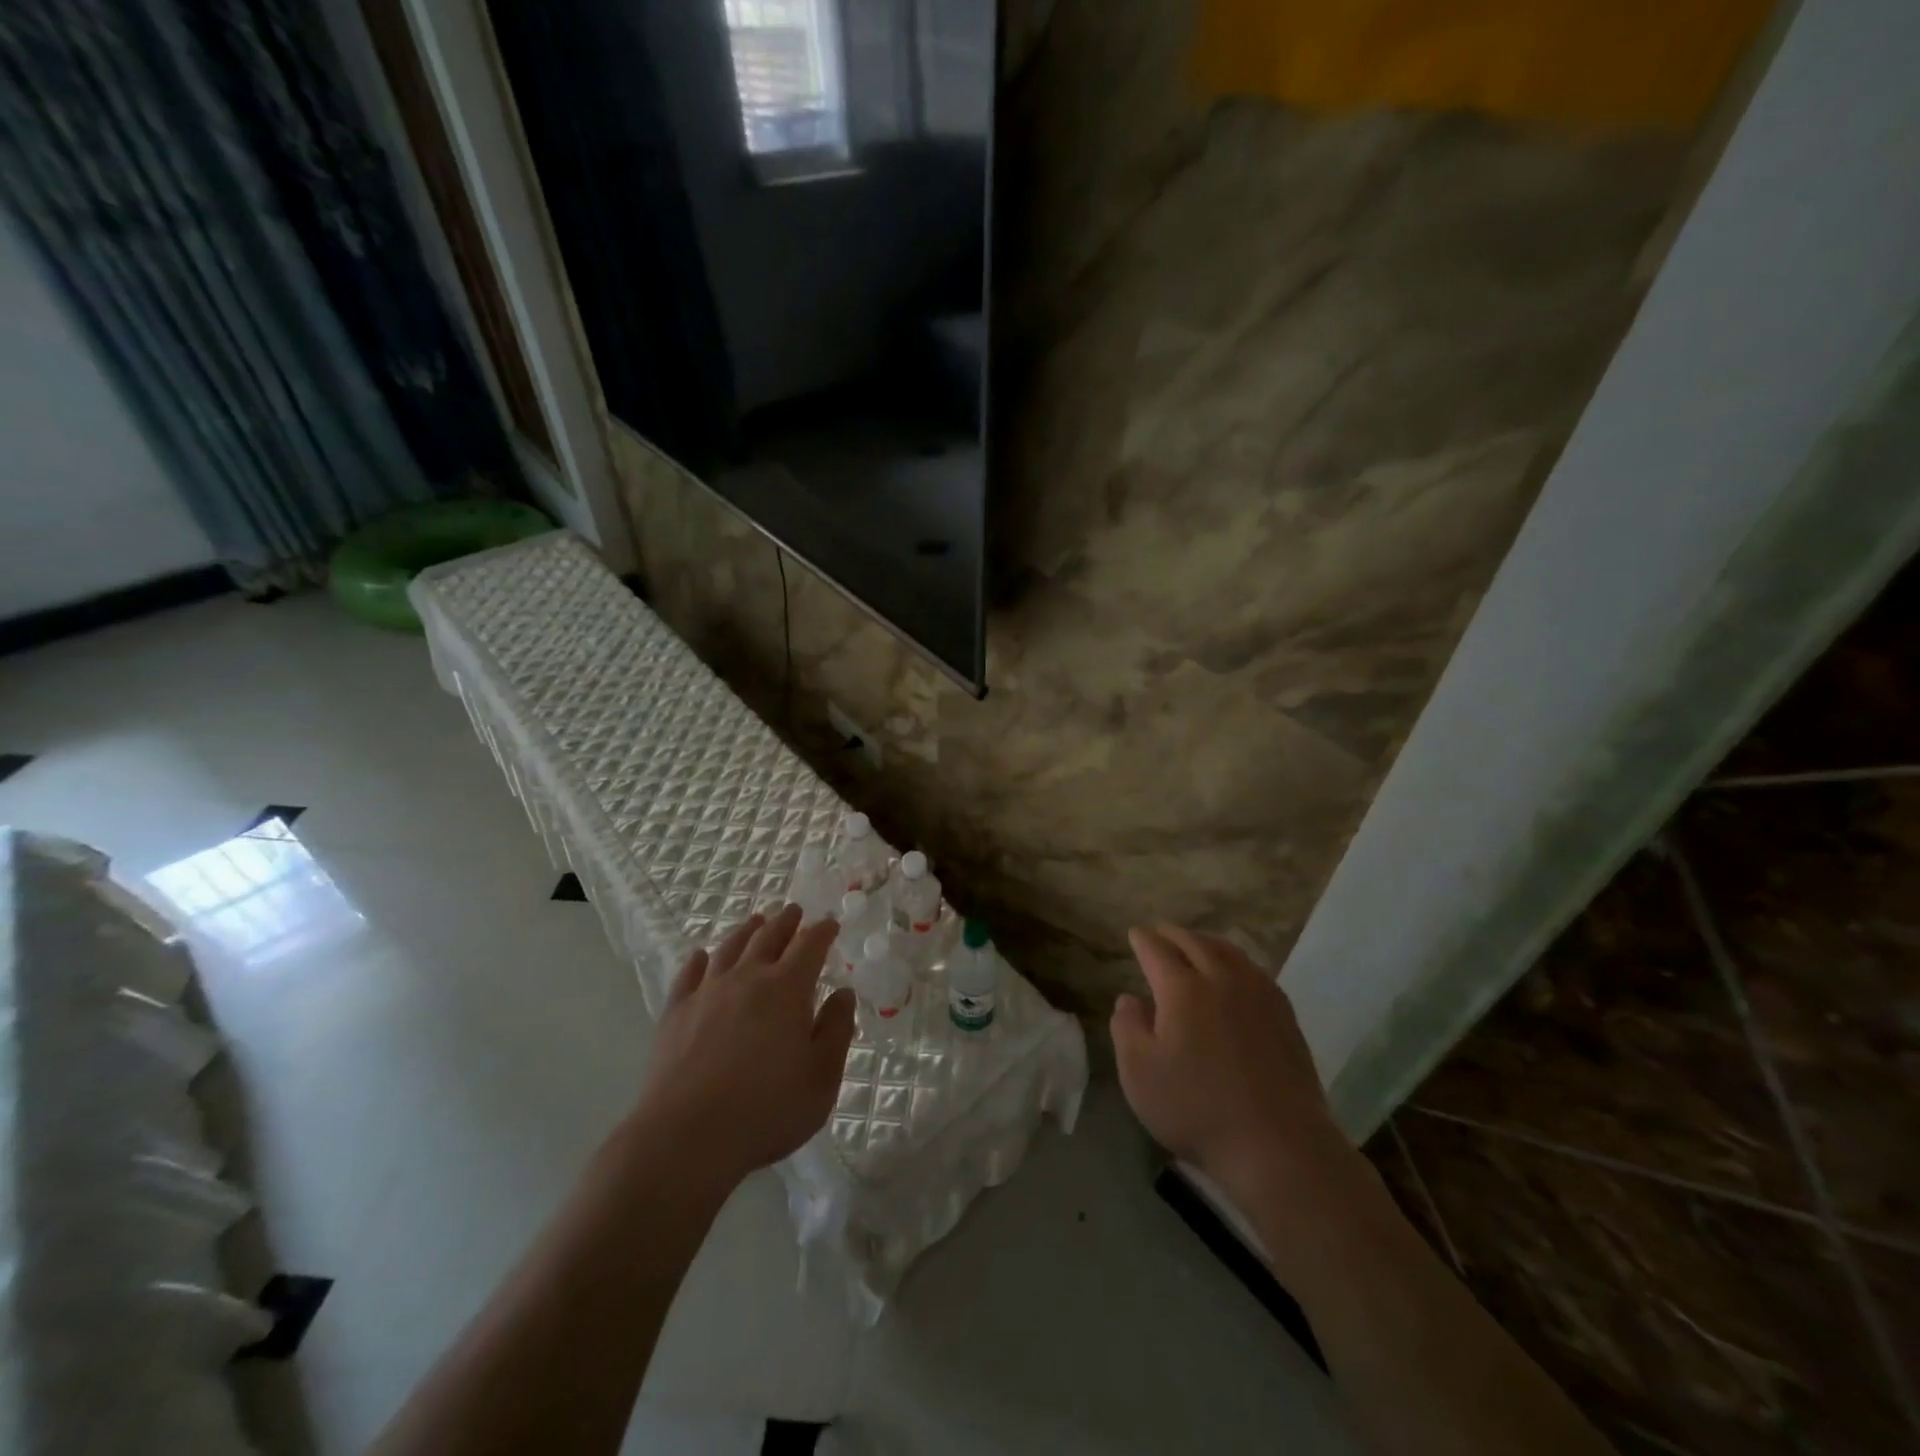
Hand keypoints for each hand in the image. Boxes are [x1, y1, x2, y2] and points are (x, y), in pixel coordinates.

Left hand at [629, 905, 854, 1191]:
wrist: (686, 1137)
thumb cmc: (766, 1111)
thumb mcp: (821, 1078)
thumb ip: (836, 1031)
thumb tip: (843, 994)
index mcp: (788, 989)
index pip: (810, 945)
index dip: (822, 931)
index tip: (830, 923)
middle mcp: (748, 978)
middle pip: (769, 937)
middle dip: (785, 921)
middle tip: (794, 911)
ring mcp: (707, 992)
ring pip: (730, 948)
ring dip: (747, 931)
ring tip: (756, 922)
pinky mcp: (675, 1012)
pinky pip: (688, 974)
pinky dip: (698, 960)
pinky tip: (700, 956)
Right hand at [1113, 925, 1357, 1214]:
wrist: (1278, 1143)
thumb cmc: (1197, 1109)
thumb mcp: (1139, 1074)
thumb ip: (1127, 1028)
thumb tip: (1129, 998)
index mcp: (1182, 989)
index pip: (1157, 950)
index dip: (1143, 940)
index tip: (1134, 933)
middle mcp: (1221, 979)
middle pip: (1194, 942)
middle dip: (1173, 934)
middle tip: (1160, 931)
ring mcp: (1258, 994)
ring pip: (1229, 951)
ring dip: (1206, 941)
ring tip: (1195, 944)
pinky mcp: (1284, 1015)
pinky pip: (1254, 970)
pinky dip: (1235, 960)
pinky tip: (1235, 974)